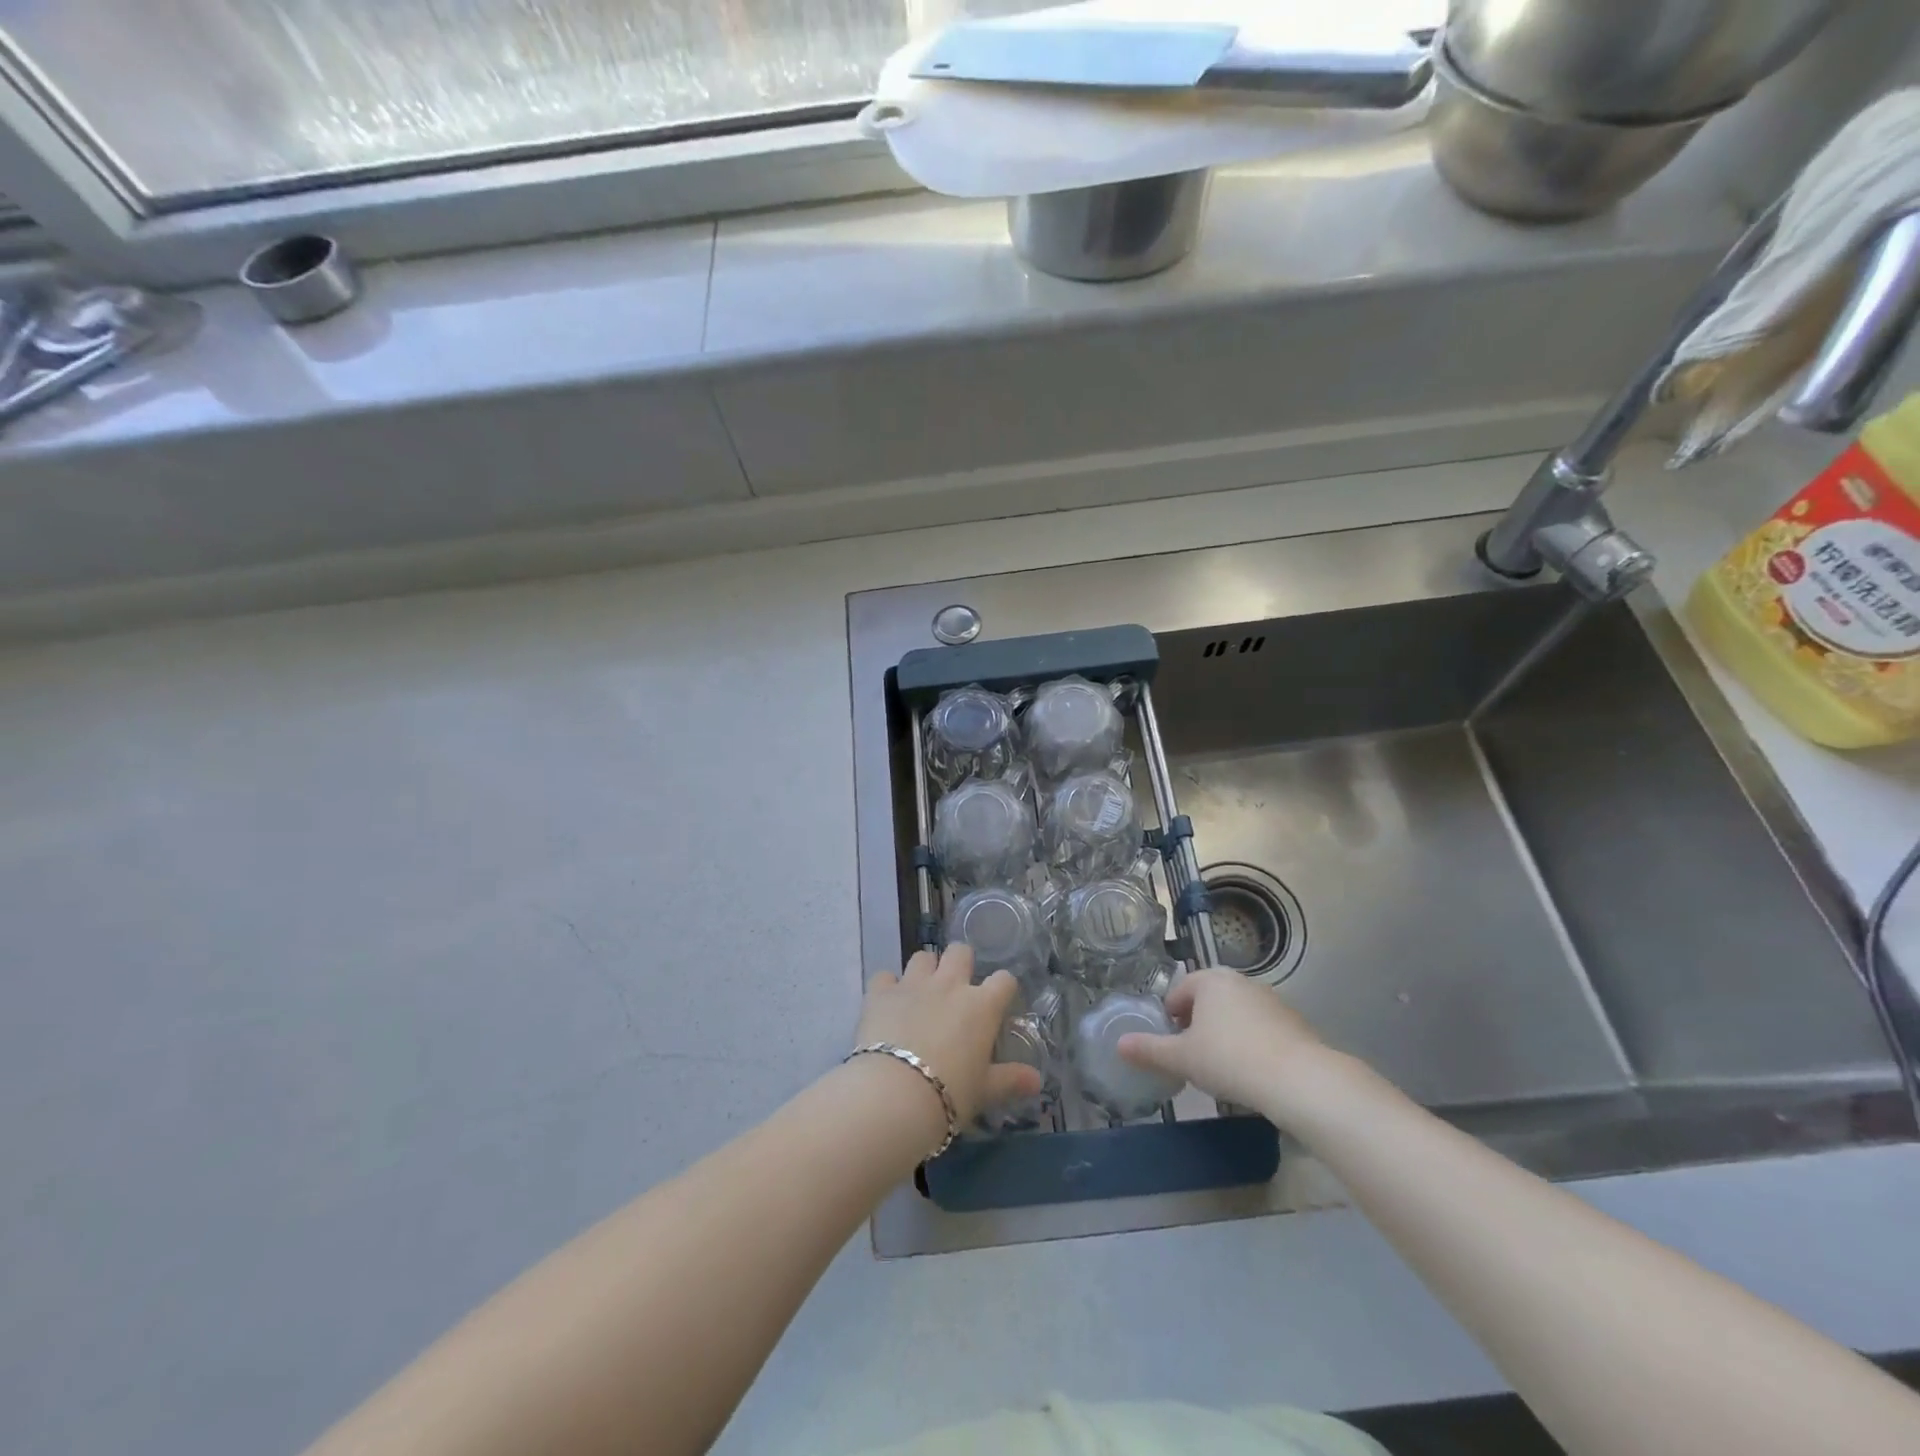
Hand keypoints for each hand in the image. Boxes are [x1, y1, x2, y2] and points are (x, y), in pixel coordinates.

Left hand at [855, 945, 1043, 1126]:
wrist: (894, 1095)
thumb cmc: (950, 1094)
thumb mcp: (985, 1091)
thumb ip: (1010, 1080)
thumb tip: (1037, 1081)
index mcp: (981, 1006)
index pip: (1004, 980)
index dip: (1002, 988)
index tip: (998, 1002)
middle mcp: (949, 984)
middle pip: (960, 951)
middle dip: (960, 963)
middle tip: (956, 987)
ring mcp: (913, 984)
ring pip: (922, 957)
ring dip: (924, 970)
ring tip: (921, 992)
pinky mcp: (880, 992)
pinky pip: (885, 976)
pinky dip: (887, 986)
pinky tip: (887, 1003)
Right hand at [1117, 969, 1353, 1125]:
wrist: (1300, 1081)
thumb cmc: (1230, 1060)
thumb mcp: (1182, 1058)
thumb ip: (1149, 1050)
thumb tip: (1119, 1045)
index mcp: (1210, 980)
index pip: (1178, 993)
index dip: (1170, 1020)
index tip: (1172, 1047)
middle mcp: (1240, 981)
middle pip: (1207, 1001)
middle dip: (1197, 1026)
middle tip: (1193, 1058)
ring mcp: (1271, 999)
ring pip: (1235, 1014)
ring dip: (1225, 1034)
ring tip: (1223, 1068)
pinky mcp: (1294, 1022)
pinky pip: (1261, 1029)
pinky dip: (1251, 1044)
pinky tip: (1252, 1073)